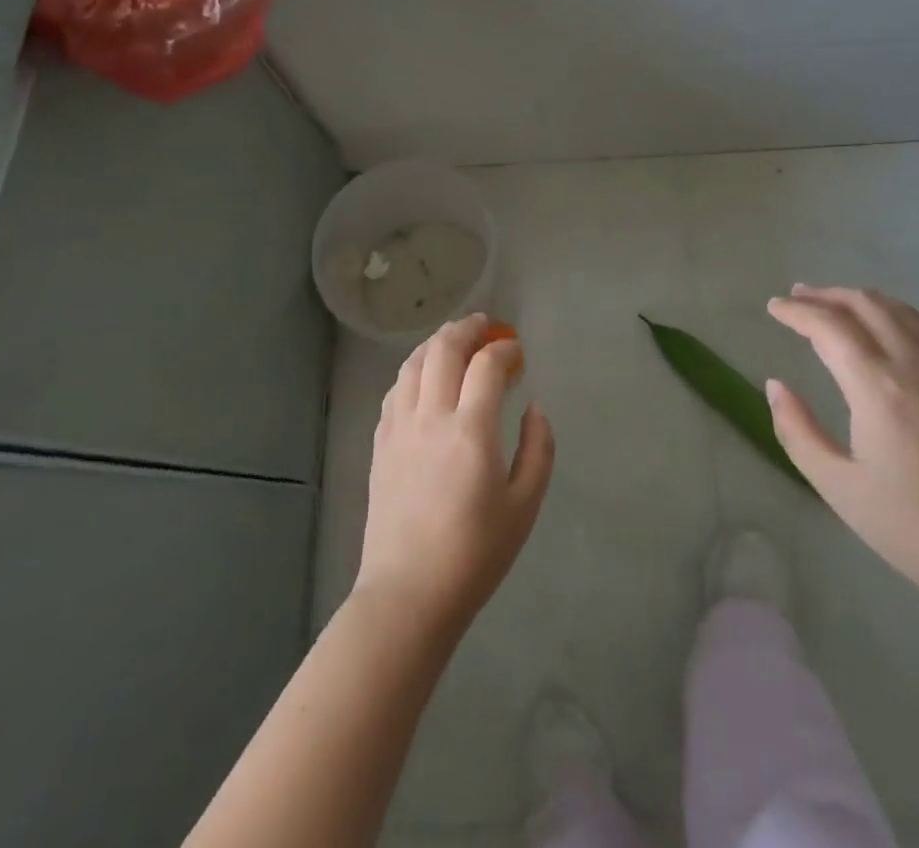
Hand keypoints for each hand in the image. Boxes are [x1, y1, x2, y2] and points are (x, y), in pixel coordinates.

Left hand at [354, 314, 554, 635]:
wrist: (408, 594)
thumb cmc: (474, 554)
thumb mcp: (524, 506)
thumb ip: (538, 449)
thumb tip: (534, 407)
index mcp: (471, 430)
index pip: (486, 365)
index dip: (504, 349)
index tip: (517, 351)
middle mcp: (431, 417)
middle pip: (443, 350)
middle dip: (466, 329)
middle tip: (484, 325)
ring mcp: (400, 428)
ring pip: (413, 364)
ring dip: (436, 343)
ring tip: (454, 340)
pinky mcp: (381, 443)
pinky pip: (396, 389)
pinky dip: (414, 370)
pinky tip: (423, 377)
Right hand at [765, 284, 918, 613]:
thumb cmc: (912, 529)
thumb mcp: (838, 486)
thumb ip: (797, 430)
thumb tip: (775, 386)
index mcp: (878, 388)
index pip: (830, 327)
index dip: (797, 312)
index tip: (772, 307)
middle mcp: (915, 366)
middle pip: (866, 305)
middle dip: (827, 295)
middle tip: (796, 298)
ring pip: (900, 311)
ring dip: (860, 299)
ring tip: (833, 304)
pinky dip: (892, 314)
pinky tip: (882, 329)